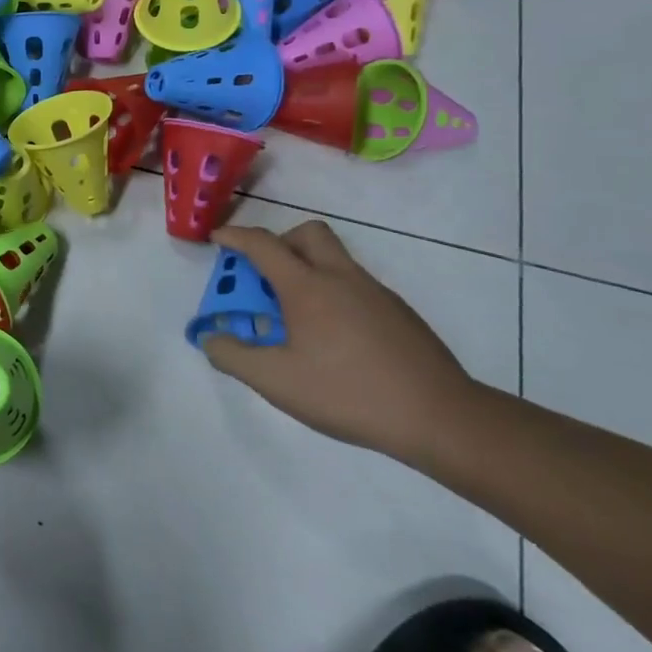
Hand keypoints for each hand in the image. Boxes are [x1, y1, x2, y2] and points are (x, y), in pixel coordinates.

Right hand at [200, 219, 476, 457]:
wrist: (441, 418)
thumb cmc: (348, 393)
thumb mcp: (275, 381)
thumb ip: (232, 356)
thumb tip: (211, 337)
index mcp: (308, 287)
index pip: (263, 245)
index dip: (235, 237)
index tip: (217, 239)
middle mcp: (342, 278)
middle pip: (308, 234)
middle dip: (279, 242)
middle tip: (264, 274)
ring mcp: (376, 294)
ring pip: (335, 259)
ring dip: (306, 270)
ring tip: (293, 317)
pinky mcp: (399, 314)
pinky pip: (355, 286)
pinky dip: (332, 294)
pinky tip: (331, 339)